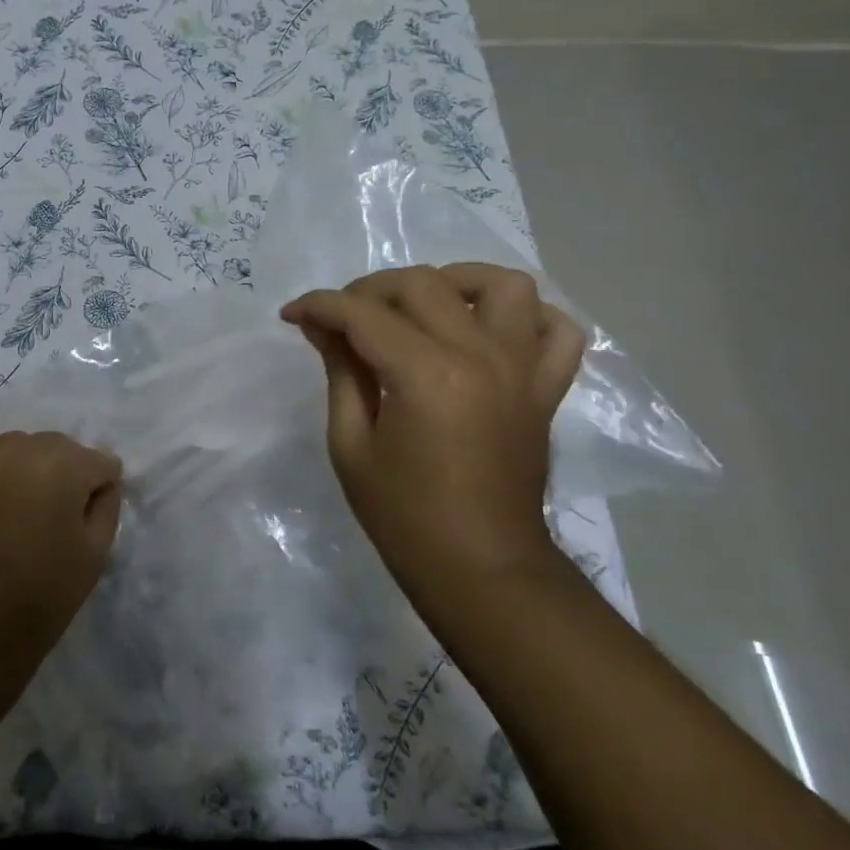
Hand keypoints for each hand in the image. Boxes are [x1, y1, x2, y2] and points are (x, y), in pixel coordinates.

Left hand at [0, 431, 123, 684]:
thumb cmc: (45, 596)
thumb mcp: (96, 553)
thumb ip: (107, 505)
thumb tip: (103, 481)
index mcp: (60, 467)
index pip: (98, 460)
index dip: (102, 487)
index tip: (93, 517)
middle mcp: (16, 454)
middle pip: (57, 446)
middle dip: (69, 469)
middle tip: (66, 512)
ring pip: (17, 449)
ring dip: (33, 467)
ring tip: (32, 508)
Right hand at [280, 264, 584, 598]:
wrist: (481, 567)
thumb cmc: (403, 515)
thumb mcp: (351, 444)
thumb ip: (341, 372)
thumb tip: (323, 326)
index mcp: (425, 374)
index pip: (363, 313)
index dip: (319, 306)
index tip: (292, 314)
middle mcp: (480, 356)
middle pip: (422, 285)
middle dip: (369, 290)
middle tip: (343, 319)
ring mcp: (522, 369)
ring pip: (501, 286)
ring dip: (454, 282)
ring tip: (422, 306)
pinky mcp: (546, 388)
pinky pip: (557, 329)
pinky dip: (528, 316)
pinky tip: (490, 329)